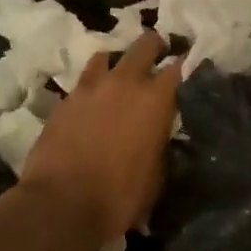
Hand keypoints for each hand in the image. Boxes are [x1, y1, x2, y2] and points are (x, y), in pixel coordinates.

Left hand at [16, 32, 180, 250]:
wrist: (60, 206)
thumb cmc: (118, 197)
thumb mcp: (156, 176)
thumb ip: (160, 144)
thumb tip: (159, 135)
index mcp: (155, 99)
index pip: (179, 67)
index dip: (186, 64)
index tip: (190, 65)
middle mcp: (125, 82)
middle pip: (145, 45)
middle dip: (155, 46)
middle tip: (159, 55)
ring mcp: (91, 87)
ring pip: (108, 56)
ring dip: (117, 62)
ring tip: (119, 76)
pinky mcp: (65, 100)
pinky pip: (83, 82)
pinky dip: (91, 87)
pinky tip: (91, 102)